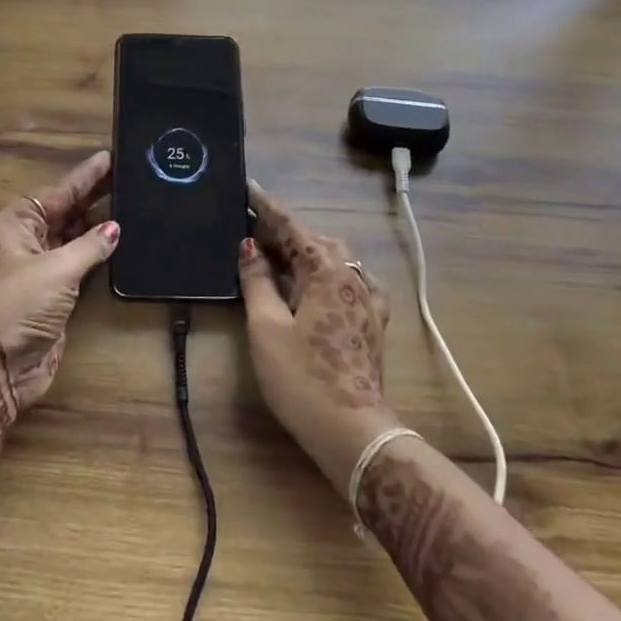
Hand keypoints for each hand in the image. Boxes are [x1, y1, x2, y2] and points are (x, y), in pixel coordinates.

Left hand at [0, 152, 116, 514]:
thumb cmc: (17, 305)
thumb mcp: (55, 269)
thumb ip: (89, 246)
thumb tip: (115, 228)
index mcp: (18, 224)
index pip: (58, 192)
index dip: (85, 176)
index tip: (110, 156)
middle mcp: (29, 241)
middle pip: (67, 211)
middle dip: (96, 196)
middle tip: (131, 175)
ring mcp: (43, 269)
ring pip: (76, 238)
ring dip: (101, 225)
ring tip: (134, 201)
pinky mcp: (57, 295)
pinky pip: (83, 265)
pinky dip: (101, 254)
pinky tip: (124, 242)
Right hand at [239, 181, 394, 487]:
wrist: (353, 432)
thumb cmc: (302, 377)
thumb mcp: (266, 326)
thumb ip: (258, 281)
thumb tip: (249, 247)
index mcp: (328, 272)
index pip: (293, 228)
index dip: (268, 208)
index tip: (249, 187)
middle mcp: (353, 278)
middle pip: (315, 240)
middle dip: (285, 229)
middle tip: (253, 225)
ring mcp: (367, 301)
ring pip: (334, 260)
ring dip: (305, 250)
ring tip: (276, 251)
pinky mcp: (371, 323)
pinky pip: (347, 281)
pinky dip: (325, 272)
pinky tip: (317, 282)